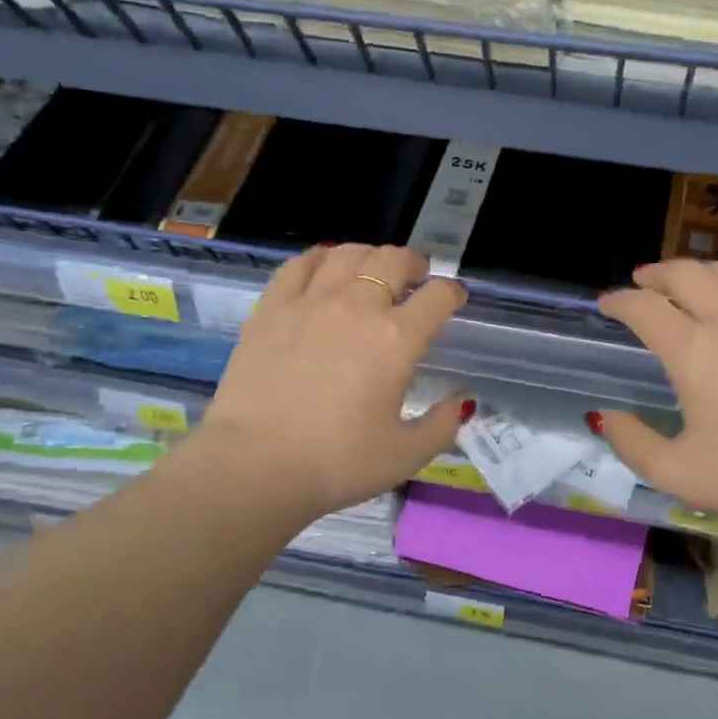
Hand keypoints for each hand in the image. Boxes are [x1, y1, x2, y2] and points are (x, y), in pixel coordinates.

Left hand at [194, 244, 469, 521]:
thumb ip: (443, 425)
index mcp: (397, 339)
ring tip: (373, 271)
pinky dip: (321, 258)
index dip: (453, 292)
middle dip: (415, 264)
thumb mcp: (406, 456)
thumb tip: (463, 401)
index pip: (438, 296)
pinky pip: (300, 264)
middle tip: (416, 279)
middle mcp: (357, 307)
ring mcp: (310, 302)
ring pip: (348, 254)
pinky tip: (324, 269)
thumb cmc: (337, 463)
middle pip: (394, 260)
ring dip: (370, 256)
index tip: (453, 299)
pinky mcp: (271, 308)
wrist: (255, 464)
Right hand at [595, 259, 717, 541]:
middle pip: (686, 274)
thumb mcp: (675, 473)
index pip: (644, 308)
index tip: (606, 305)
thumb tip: (604, 416)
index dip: (619, 302)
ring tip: (690, 286)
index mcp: (693, 352)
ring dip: (701, 272)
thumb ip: (629, 441)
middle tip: (643, 284)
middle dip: (656, 274)